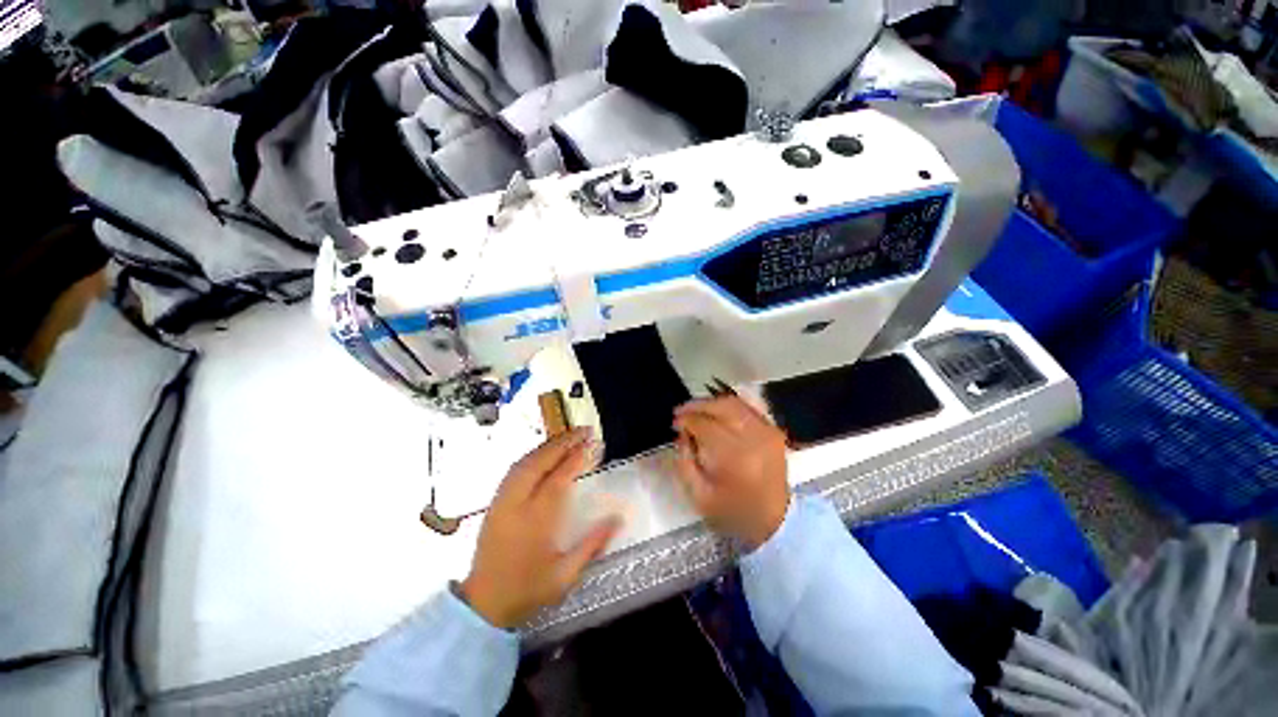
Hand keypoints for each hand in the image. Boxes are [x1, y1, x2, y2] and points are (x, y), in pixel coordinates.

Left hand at [461, 428, 618, 628]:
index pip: (560, 478)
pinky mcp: (495, 503)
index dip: (578, 458)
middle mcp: (517, 504)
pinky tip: (544, 453)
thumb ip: (593, 544)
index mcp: (536, 520)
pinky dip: (532, 455)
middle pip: (540, 462)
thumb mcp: (565, 575)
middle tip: (585, 431)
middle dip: (564, 443)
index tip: (595, 444)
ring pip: (525, 462)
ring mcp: (502, 501)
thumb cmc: (527, 590)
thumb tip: (619, 517)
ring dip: (548, 445)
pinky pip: (515, 470)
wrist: (482, 604)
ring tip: (569, 437)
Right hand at [672, 396, 789, 549]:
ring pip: (735, 403)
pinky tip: (717, 411)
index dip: (686, 420)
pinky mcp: (774, 431)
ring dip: (712, 403)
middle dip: (697, 405)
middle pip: (721, 407)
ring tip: (696, 409)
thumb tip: (681, 433)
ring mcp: (767, 432)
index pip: (705, 425)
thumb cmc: (733, 511)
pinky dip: (730, 405)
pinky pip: (749, 407)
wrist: (775, 521)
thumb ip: (684, 461)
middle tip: (681, 411)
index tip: (675, 423)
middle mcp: (753, 438)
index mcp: (734, 458)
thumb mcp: (699, 495)